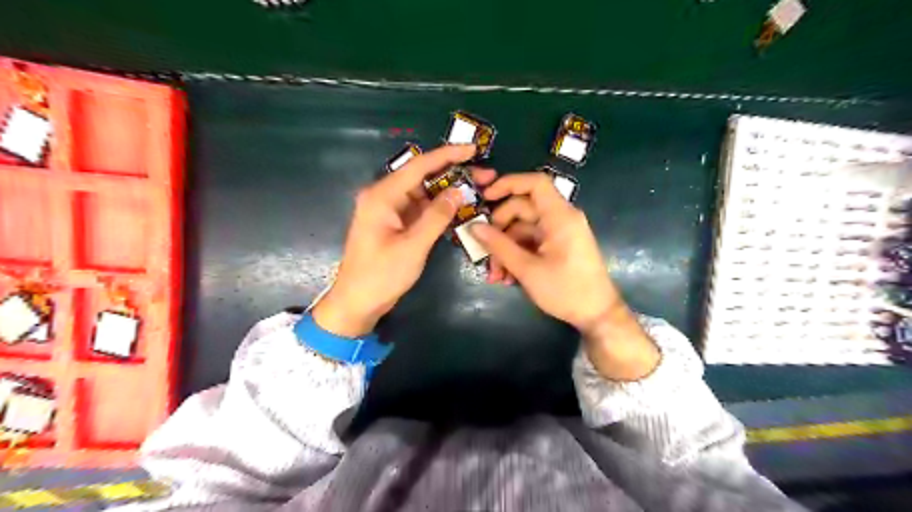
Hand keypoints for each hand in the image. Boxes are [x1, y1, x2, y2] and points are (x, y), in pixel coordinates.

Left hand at [314, 143, 497, 337]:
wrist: (357, 302)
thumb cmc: (381, 275)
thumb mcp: (413, 246)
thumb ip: (436, 217)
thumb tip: (458, 191)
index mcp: (382, 196)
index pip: (419, 166)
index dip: (447, 155)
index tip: (472, 149)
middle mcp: (384, 196)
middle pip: (423, 177)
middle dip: (454, 174)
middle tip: (485, 175)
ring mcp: (390, 210)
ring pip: (424, 193)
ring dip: (449, 191)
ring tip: (479, 189)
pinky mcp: (395, 224)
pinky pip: (421, 209)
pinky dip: (439, 208)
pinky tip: (460, 208)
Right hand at [469, 173, 656, 380]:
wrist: (597, 315)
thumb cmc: (566, 290)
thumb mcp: (527, 269)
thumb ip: (499, 246)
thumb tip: (474, 227)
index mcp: (560, 216)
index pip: (535, 183)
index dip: (508, 184)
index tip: (485, 198)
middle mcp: (561, 218)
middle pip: (522, 209)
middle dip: (499, 230)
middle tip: (484, 251)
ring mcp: (559, 233)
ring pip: (523, 229)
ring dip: (506, 248)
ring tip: (495, 275)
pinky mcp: (558, 246)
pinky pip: (532, 242)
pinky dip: (517, 255)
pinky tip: (507, 277)